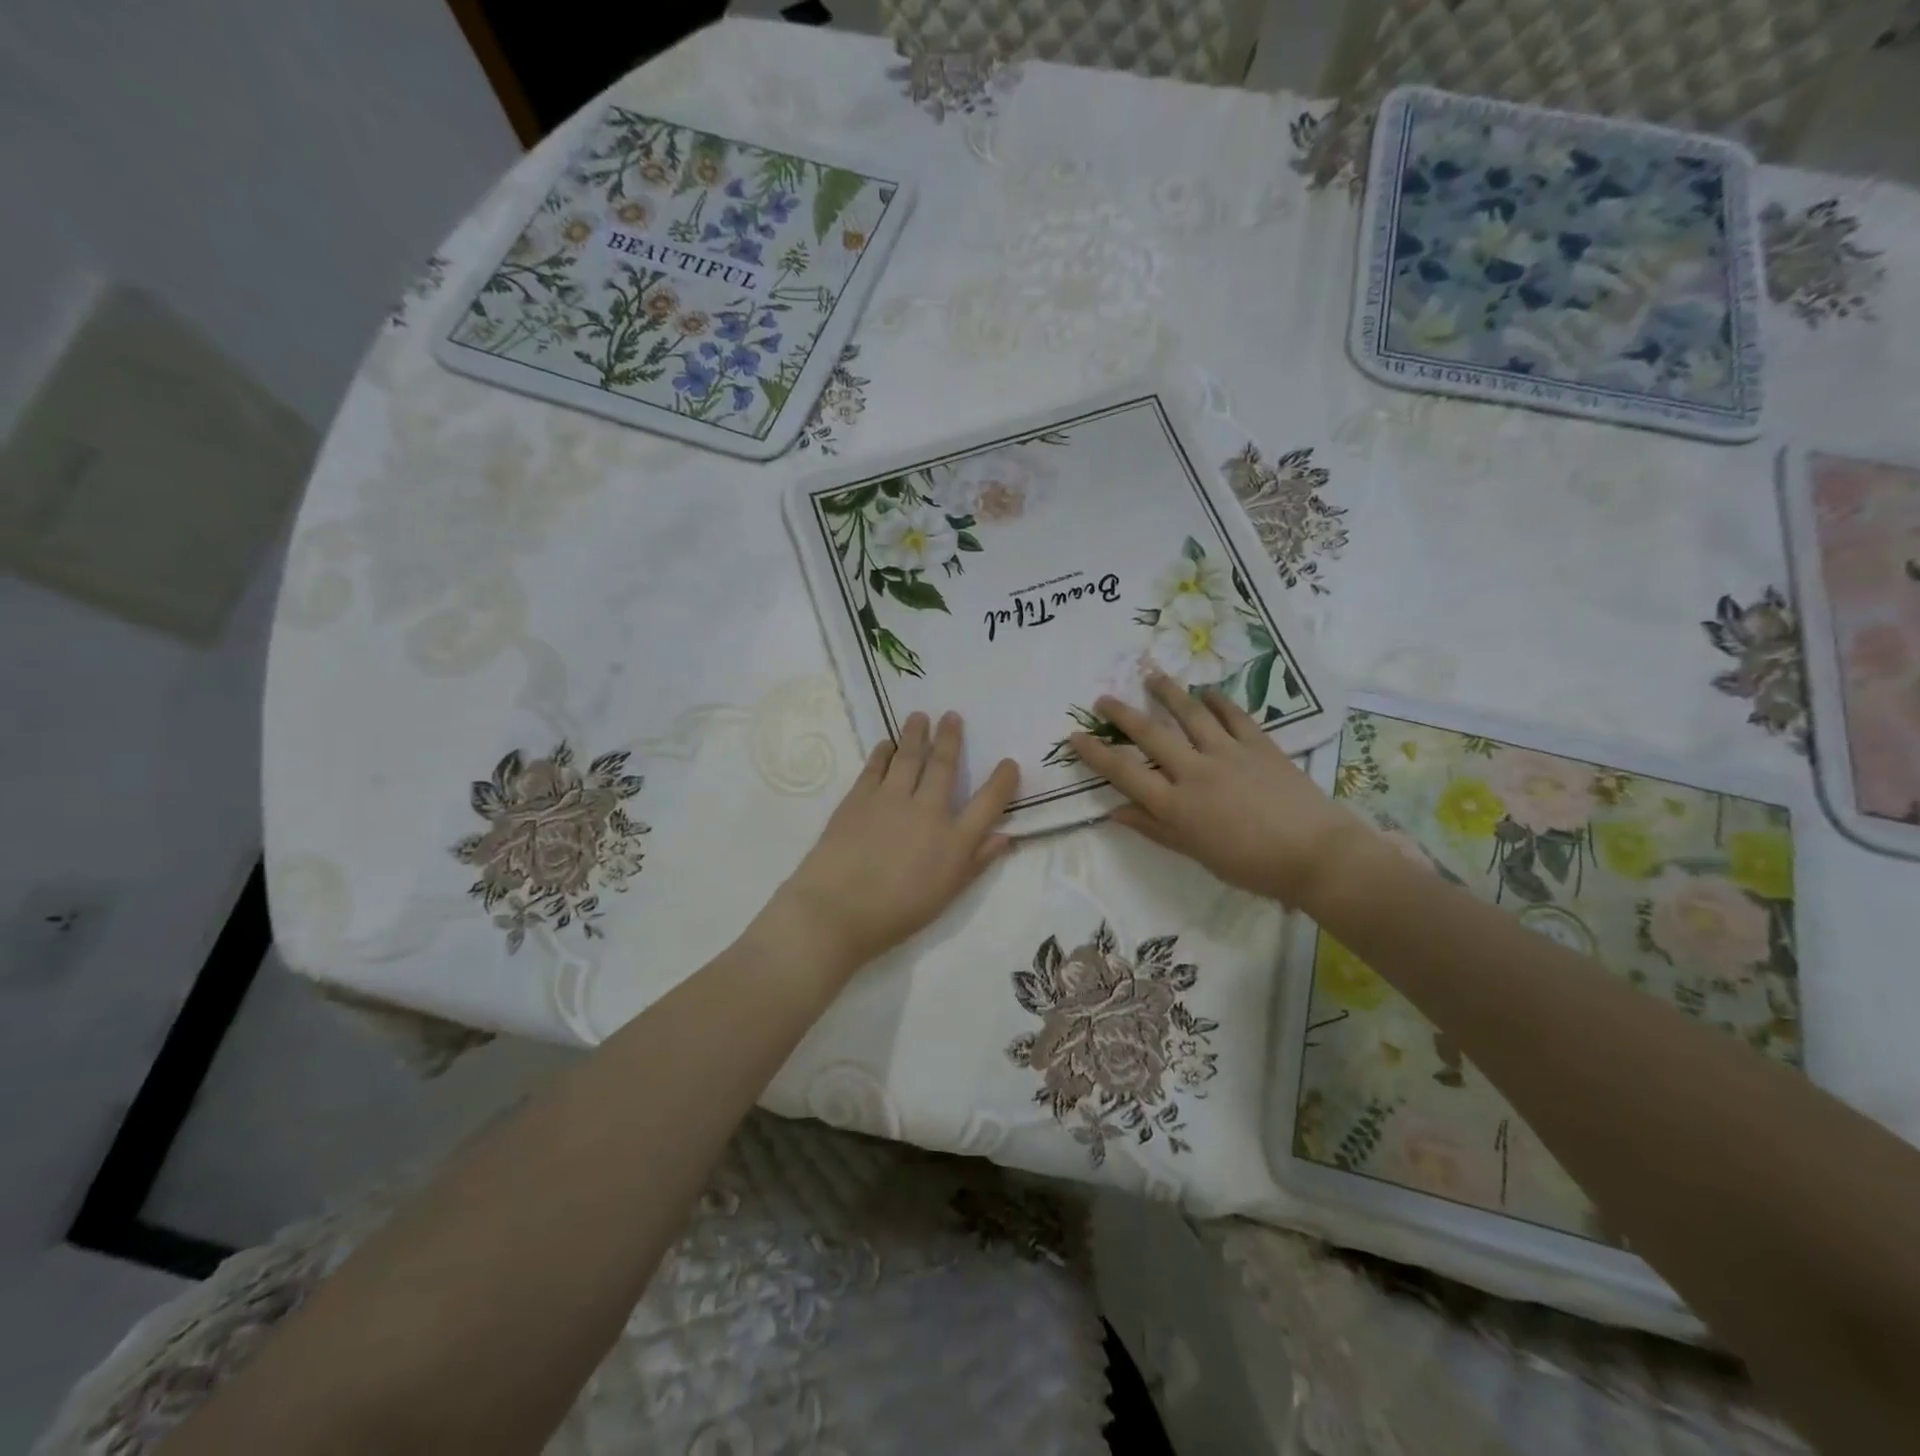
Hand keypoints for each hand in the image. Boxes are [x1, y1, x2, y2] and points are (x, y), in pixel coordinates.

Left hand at [761, 711, 1018, 980]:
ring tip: (920, 716)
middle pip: (944, 766)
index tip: (1009, 763)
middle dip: (950, 739)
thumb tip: (1004, 837)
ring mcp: (891, 799)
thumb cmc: (897, 913)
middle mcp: (927, 810)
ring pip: (909, 756)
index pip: (988, 803)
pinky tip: (886, 744)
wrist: (838, 909)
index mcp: (954, 840)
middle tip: (952, 716)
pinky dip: (883, 753)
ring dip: (916, 734)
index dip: (1002, 781)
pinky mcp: (859, 797)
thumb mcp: (946, 895)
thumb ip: (976, 863)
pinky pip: (875, 766)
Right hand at [1070, 674, 1368, 908]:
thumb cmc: (1251, 866)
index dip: (1096, 754)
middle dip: (1122, 714)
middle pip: (1151, 734)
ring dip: (1167, 693)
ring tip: (1151, 675)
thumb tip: (1116, 812)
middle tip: (1103, 698)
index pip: (1124, 773)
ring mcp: (1228, 753)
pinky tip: (1207, 692)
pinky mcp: (1259, 744)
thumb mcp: (1195, 853)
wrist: (1316, 855)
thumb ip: (1155, 828)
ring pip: (1190, 714)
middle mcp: (1195, 771)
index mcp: (1176, 804)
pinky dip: (1218, 701)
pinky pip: (1233, 715)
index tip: (1075, 737)